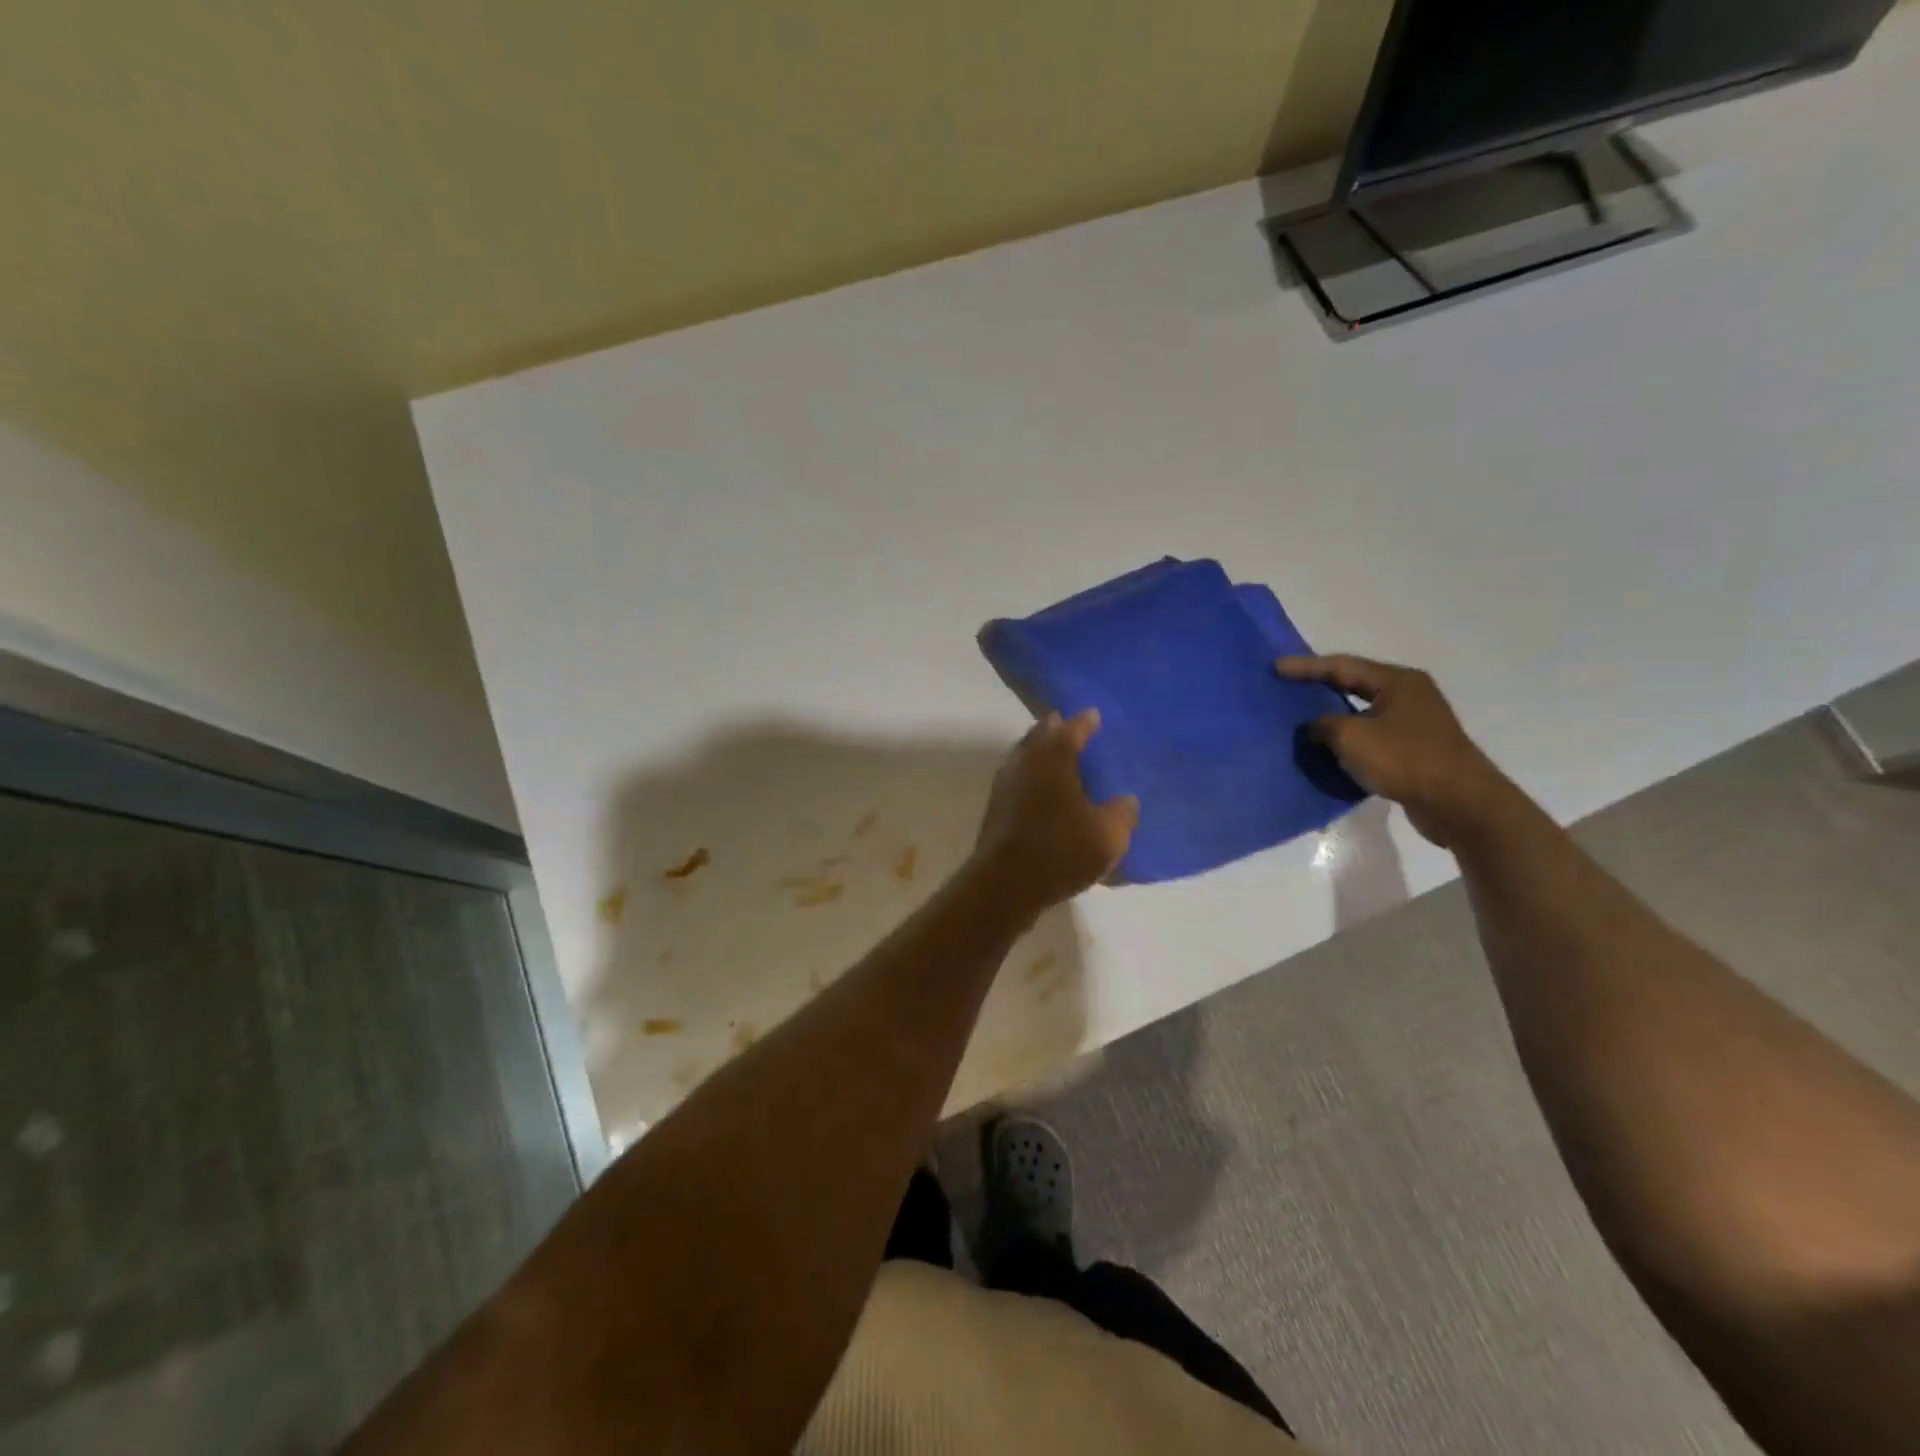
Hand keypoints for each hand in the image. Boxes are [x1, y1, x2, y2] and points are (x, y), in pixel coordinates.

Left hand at [971, 710, 1138, 917]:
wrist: (1005, 883)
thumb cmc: (1060, 850)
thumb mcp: (1108, 835)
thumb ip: (1122, 813)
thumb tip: (1126, 801)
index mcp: (1053, 757)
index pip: (1072, 729)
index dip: (1085, 722)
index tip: (1094, 714)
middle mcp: (1025, 762)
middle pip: (1040, 736)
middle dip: (1056, 730)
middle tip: (1070, 728)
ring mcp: (1005, 784)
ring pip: (1025, 757)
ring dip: (1040, 753)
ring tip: (1059, 759)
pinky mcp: (996, 808)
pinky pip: (1018, 780)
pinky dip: (1032, 777)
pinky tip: (1043, 791)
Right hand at [1277, 655, 1514, 847]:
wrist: (1458, 802)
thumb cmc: (1404, 759)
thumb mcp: (1351, 737)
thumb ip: (1323, 725)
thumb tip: (1314, 728)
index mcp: (1397, 681)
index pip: (1342, 666)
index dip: (1305, 667)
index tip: (1275, 668)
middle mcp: (1408, 695)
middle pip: (1354, 685)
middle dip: (1320, 688)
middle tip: (1288, 687)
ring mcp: (1414, 724)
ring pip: (1362, 714)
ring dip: (1333, 718)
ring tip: (1301, 721)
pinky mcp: (1414, 750)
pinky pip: (1371, 738)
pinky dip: (1348, 742)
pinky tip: (1327, 751)